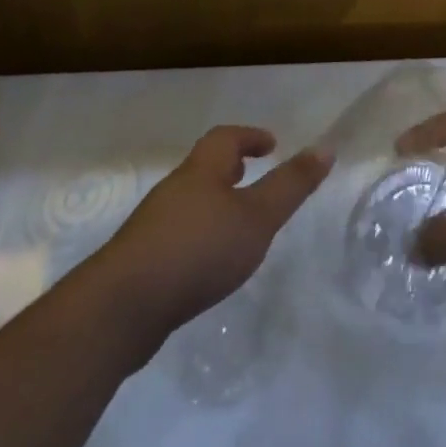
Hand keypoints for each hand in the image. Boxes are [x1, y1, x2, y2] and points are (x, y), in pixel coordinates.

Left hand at [100, 126, 330, 345]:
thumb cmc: (197, 250)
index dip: (250, 137)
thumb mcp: (256, 217)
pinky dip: (198, 237)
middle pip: (204, 168)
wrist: (119, 309)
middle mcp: (175, 189)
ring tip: (237, 225)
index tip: (271, 144)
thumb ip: (291, 185)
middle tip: (253, 177)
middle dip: (230, 169)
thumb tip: (326, 147)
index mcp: (202, 170)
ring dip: (214, 204)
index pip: (226, 138)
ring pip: (190, 202)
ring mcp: (152, 227)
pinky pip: (176, 236)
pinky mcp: (140, 263)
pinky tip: (207, 265)